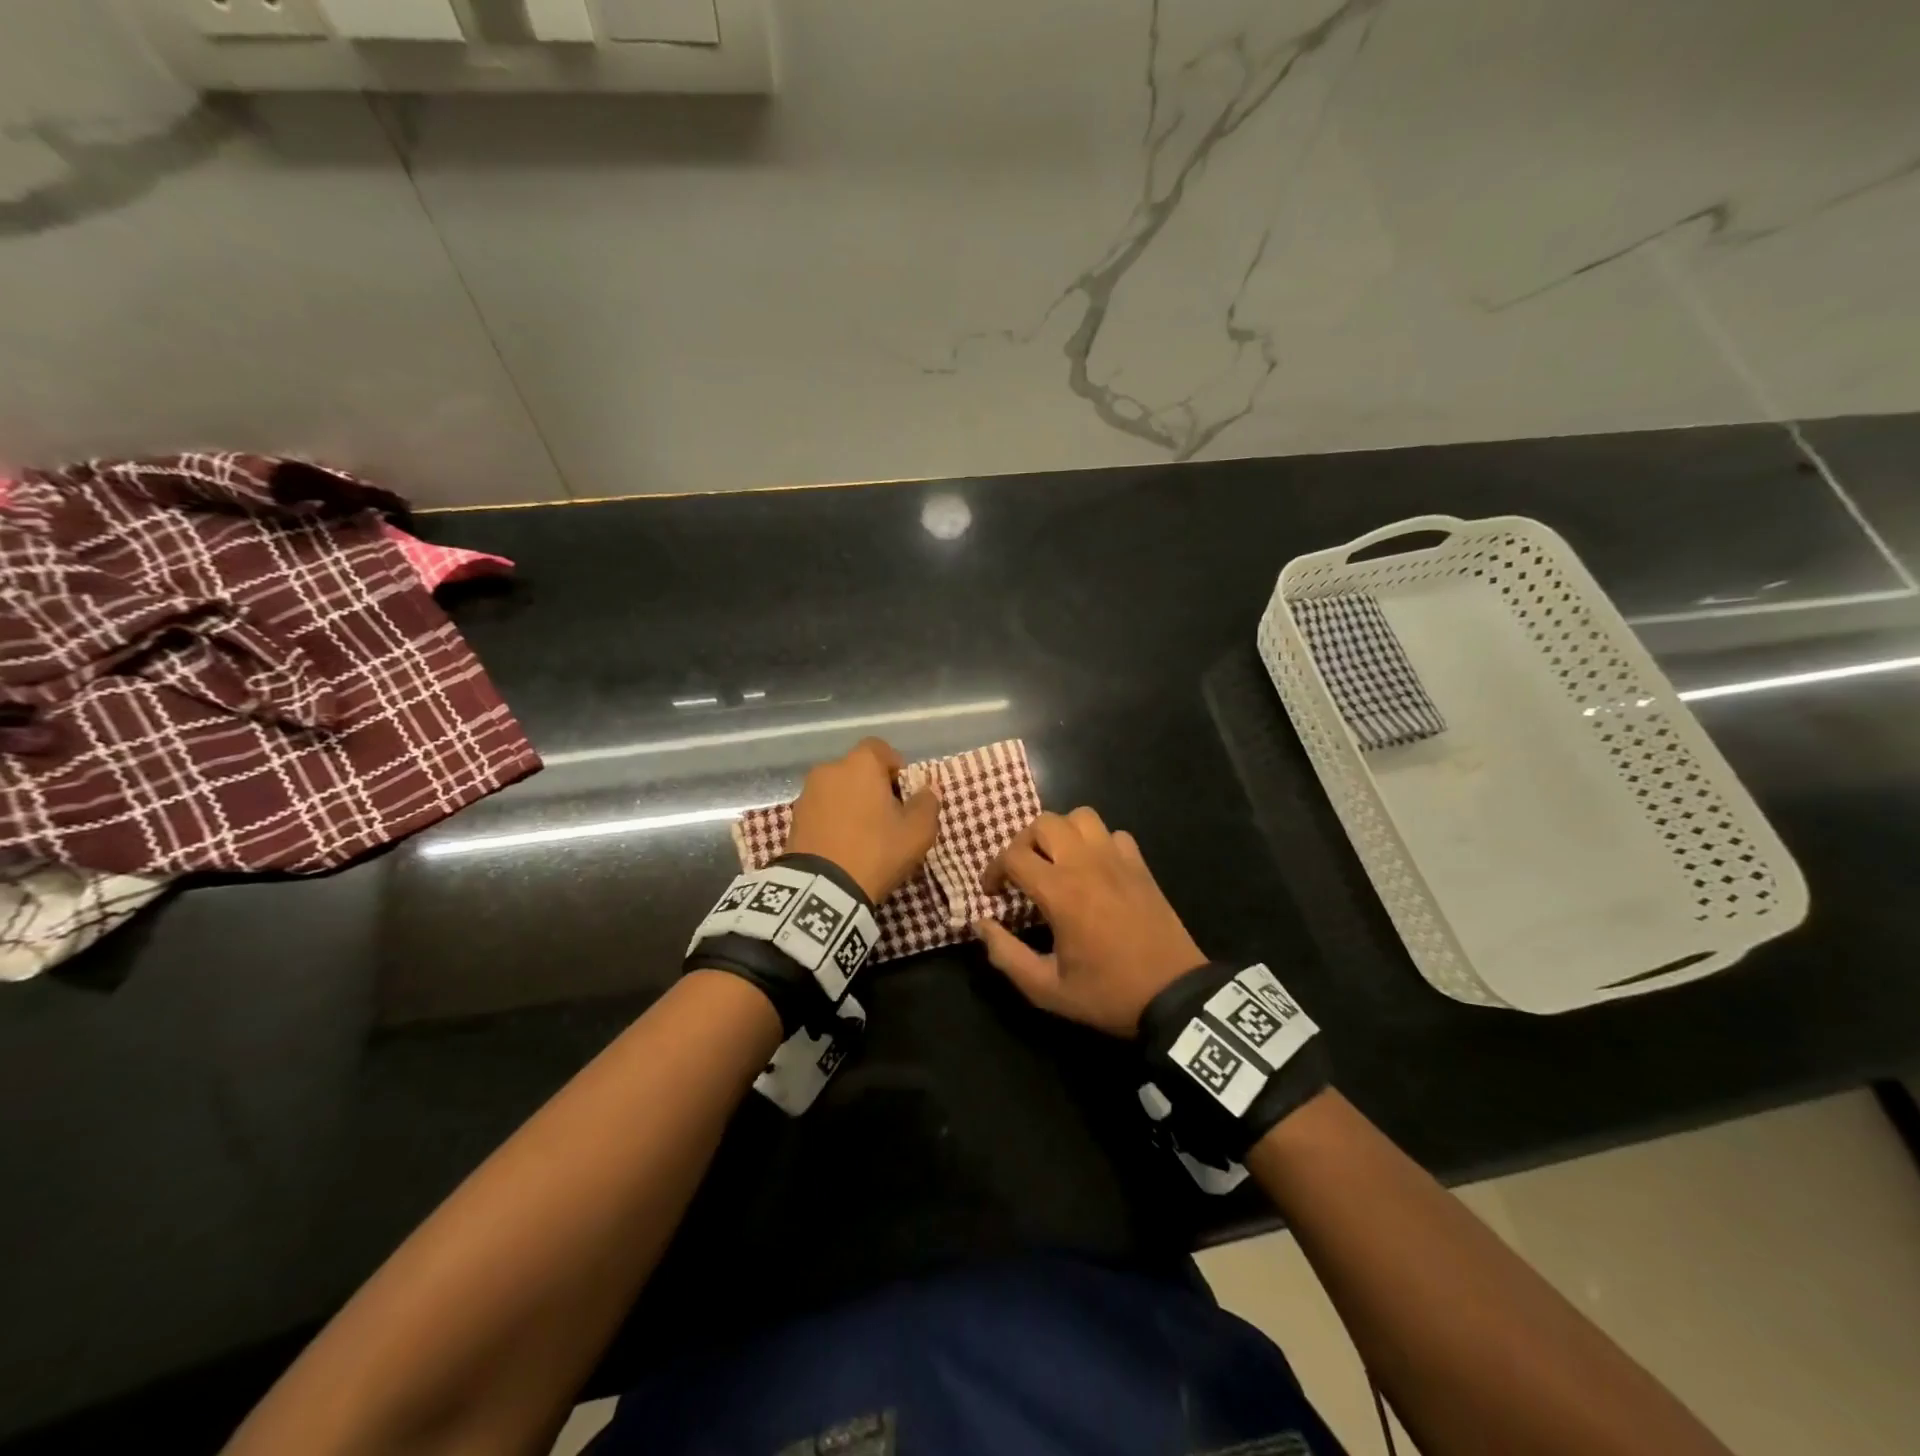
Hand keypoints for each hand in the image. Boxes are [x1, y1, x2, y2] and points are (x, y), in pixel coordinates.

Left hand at [786, 737, 939, 902]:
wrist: (821, 888)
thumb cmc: (876, 850)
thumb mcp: (917, 832)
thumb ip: (927, 804)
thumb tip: (927, 790)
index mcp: (860, 764)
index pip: (880, 749)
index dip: (895, 767)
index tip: (904, 794)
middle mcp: (830, 769)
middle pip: (858, 770)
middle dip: (873, 787)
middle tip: (888, 817)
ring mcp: (807, 793)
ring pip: (838, 790)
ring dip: (852, 803)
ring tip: (864, 834)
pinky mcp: (794, 818)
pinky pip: (822, 809)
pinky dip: (834, 819)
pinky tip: (843, 844)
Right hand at [974, 807, 1206, 1037]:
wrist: (1175, 996)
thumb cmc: (1108, 993)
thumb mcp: (1046, 989)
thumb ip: (1006, 955)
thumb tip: (980, 925)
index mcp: (1061, 892)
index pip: (1014, 856)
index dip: (994, 870)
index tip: (993, 893)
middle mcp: (1087, 864)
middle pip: (1045, 823)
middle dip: (1023, 843)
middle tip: (1021, 872)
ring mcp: (1118, 860)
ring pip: (1081, 817)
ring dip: (1061, 833)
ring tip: (1056, 861)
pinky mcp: (1141, 866)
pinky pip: (1113, 834)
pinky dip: (1097, 842)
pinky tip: (1094, 869)